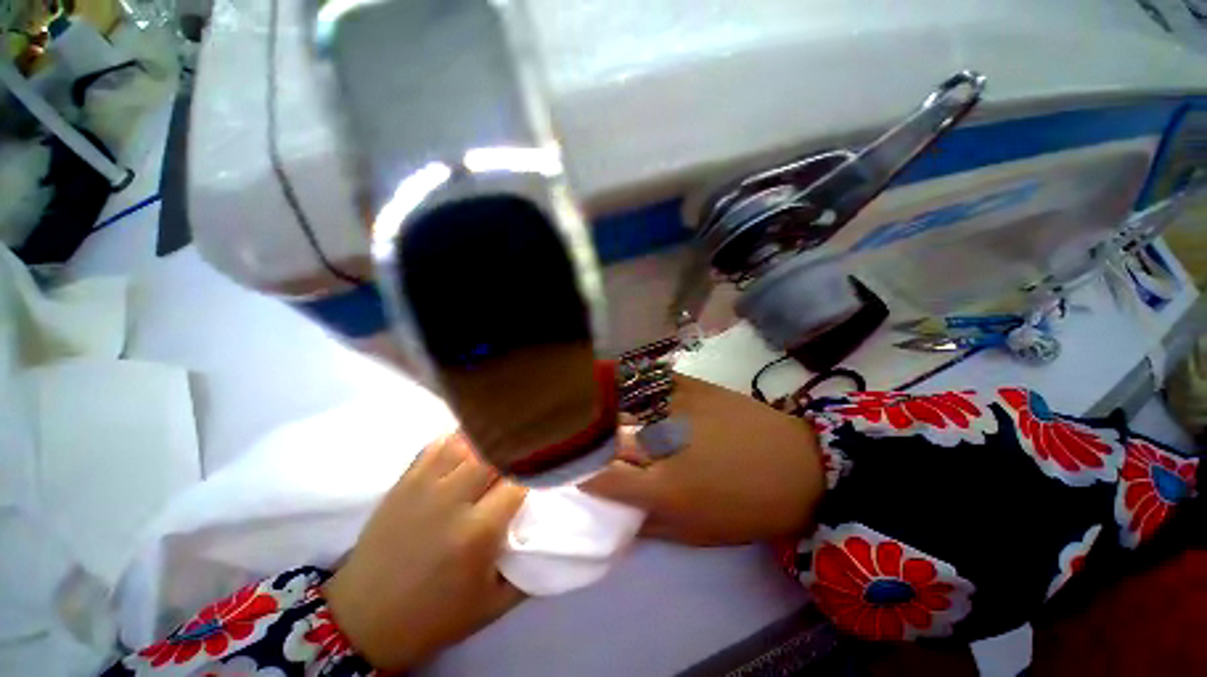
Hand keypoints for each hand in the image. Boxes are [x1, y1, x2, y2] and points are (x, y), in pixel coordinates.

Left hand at [324, 432, 526, 671]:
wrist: (363, 619)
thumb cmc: (434, 616)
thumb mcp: (493, 605)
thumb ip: (530, 568)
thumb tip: (555, 534)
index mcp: (477, 532)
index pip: (521, 480)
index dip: (538, 472)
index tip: (546, 473)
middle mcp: (451, 499)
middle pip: (495, 452)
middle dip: (515, 453)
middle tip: (525, 459)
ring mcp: (424, 484)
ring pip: (468, 440)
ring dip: (490, 442)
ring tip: (502, 448)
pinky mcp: (405, 480)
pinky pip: (440, 443)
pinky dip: (461, 439)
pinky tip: (472, 446)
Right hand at [582, 375, 824, 545]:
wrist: (797, 466)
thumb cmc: (748, 508)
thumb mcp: (697, 533)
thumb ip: (649, 524)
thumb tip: (614, 513)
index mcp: (664, 489)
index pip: (604, 478)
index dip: (583, 476)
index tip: (576, 474)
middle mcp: (663, 444)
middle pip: (610, 437)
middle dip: (593, 441)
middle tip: (583, 439)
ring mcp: (676, 408)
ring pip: (624, 403)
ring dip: (604, 405)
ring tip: (588, 402)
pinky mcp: (691, 386)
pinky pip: (650, 378)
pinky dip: (630, 378)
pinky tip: (616, 375)